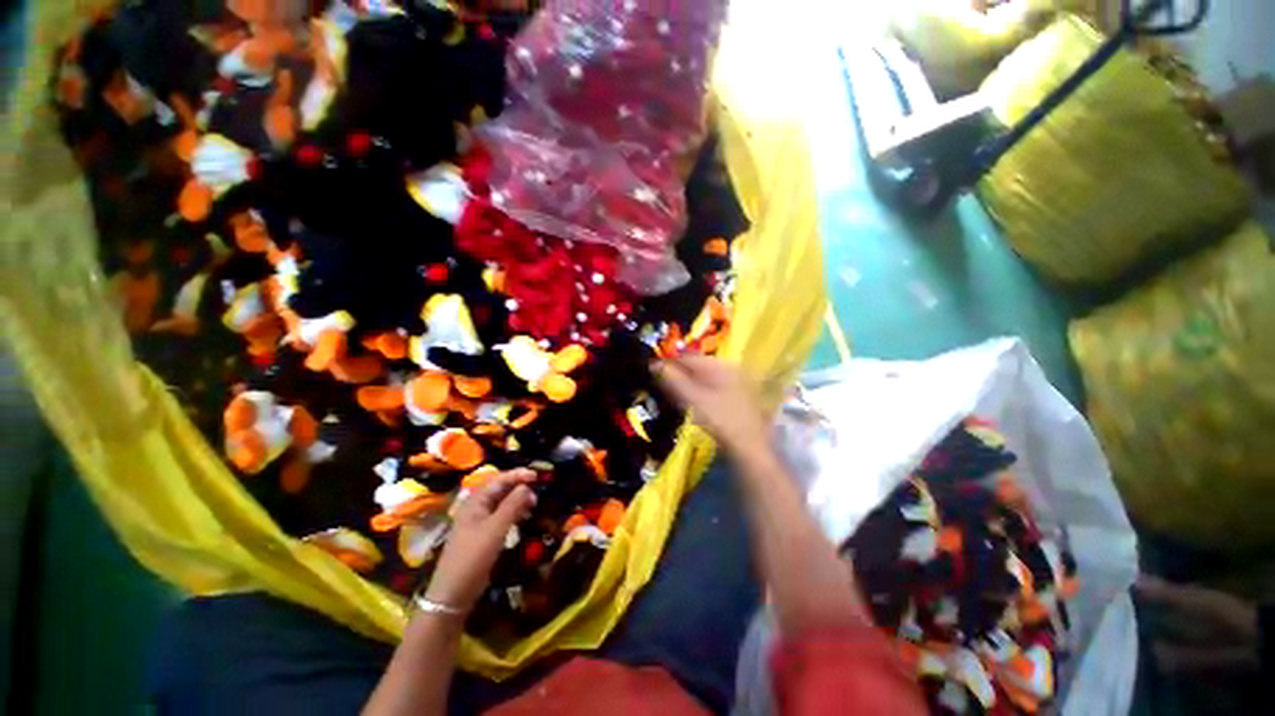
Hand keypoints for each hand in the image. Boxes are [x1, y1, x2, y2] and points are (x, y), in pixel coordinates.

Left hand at [425, 469, 536, 612]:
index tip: (537, 476)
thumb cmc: (473, 557)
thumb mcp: (495, 529)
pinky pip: (500, 516)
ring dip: (517, 500)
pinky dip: (513, 513)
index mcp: (475, 502)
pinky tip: (523, 518)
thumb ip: (512, 505)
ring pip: (501, 503)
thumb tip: (527, 486)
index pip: (499, 479)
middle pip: (499, 489)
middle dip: (519, 486)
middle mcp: (476, 508)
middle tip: (538, 491)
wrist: (453, 594)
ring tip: (534, 504)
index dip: (518, 475)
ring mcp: (478, 522)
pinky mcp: (483, 535)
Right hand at [655, 355, 769, 456]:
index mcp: (721, 365)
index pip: (688, 357)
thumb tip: (653, 364)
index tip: (651, 373)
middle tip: (659, 386)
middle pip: (697, 367)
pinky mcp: (738, 399)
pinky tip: (692, 406)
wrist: (751, 451)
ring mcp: (737, 385)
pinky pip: (712, 389)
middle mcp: (731, 370)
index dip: (668, 363)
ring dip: (687, 385)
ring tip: (672, 397)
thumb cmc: (721, 422)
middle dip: (678, 374)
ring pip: (704, 379)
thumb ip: (672, 380)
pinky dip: (699, 394)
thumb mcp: (692, 400)